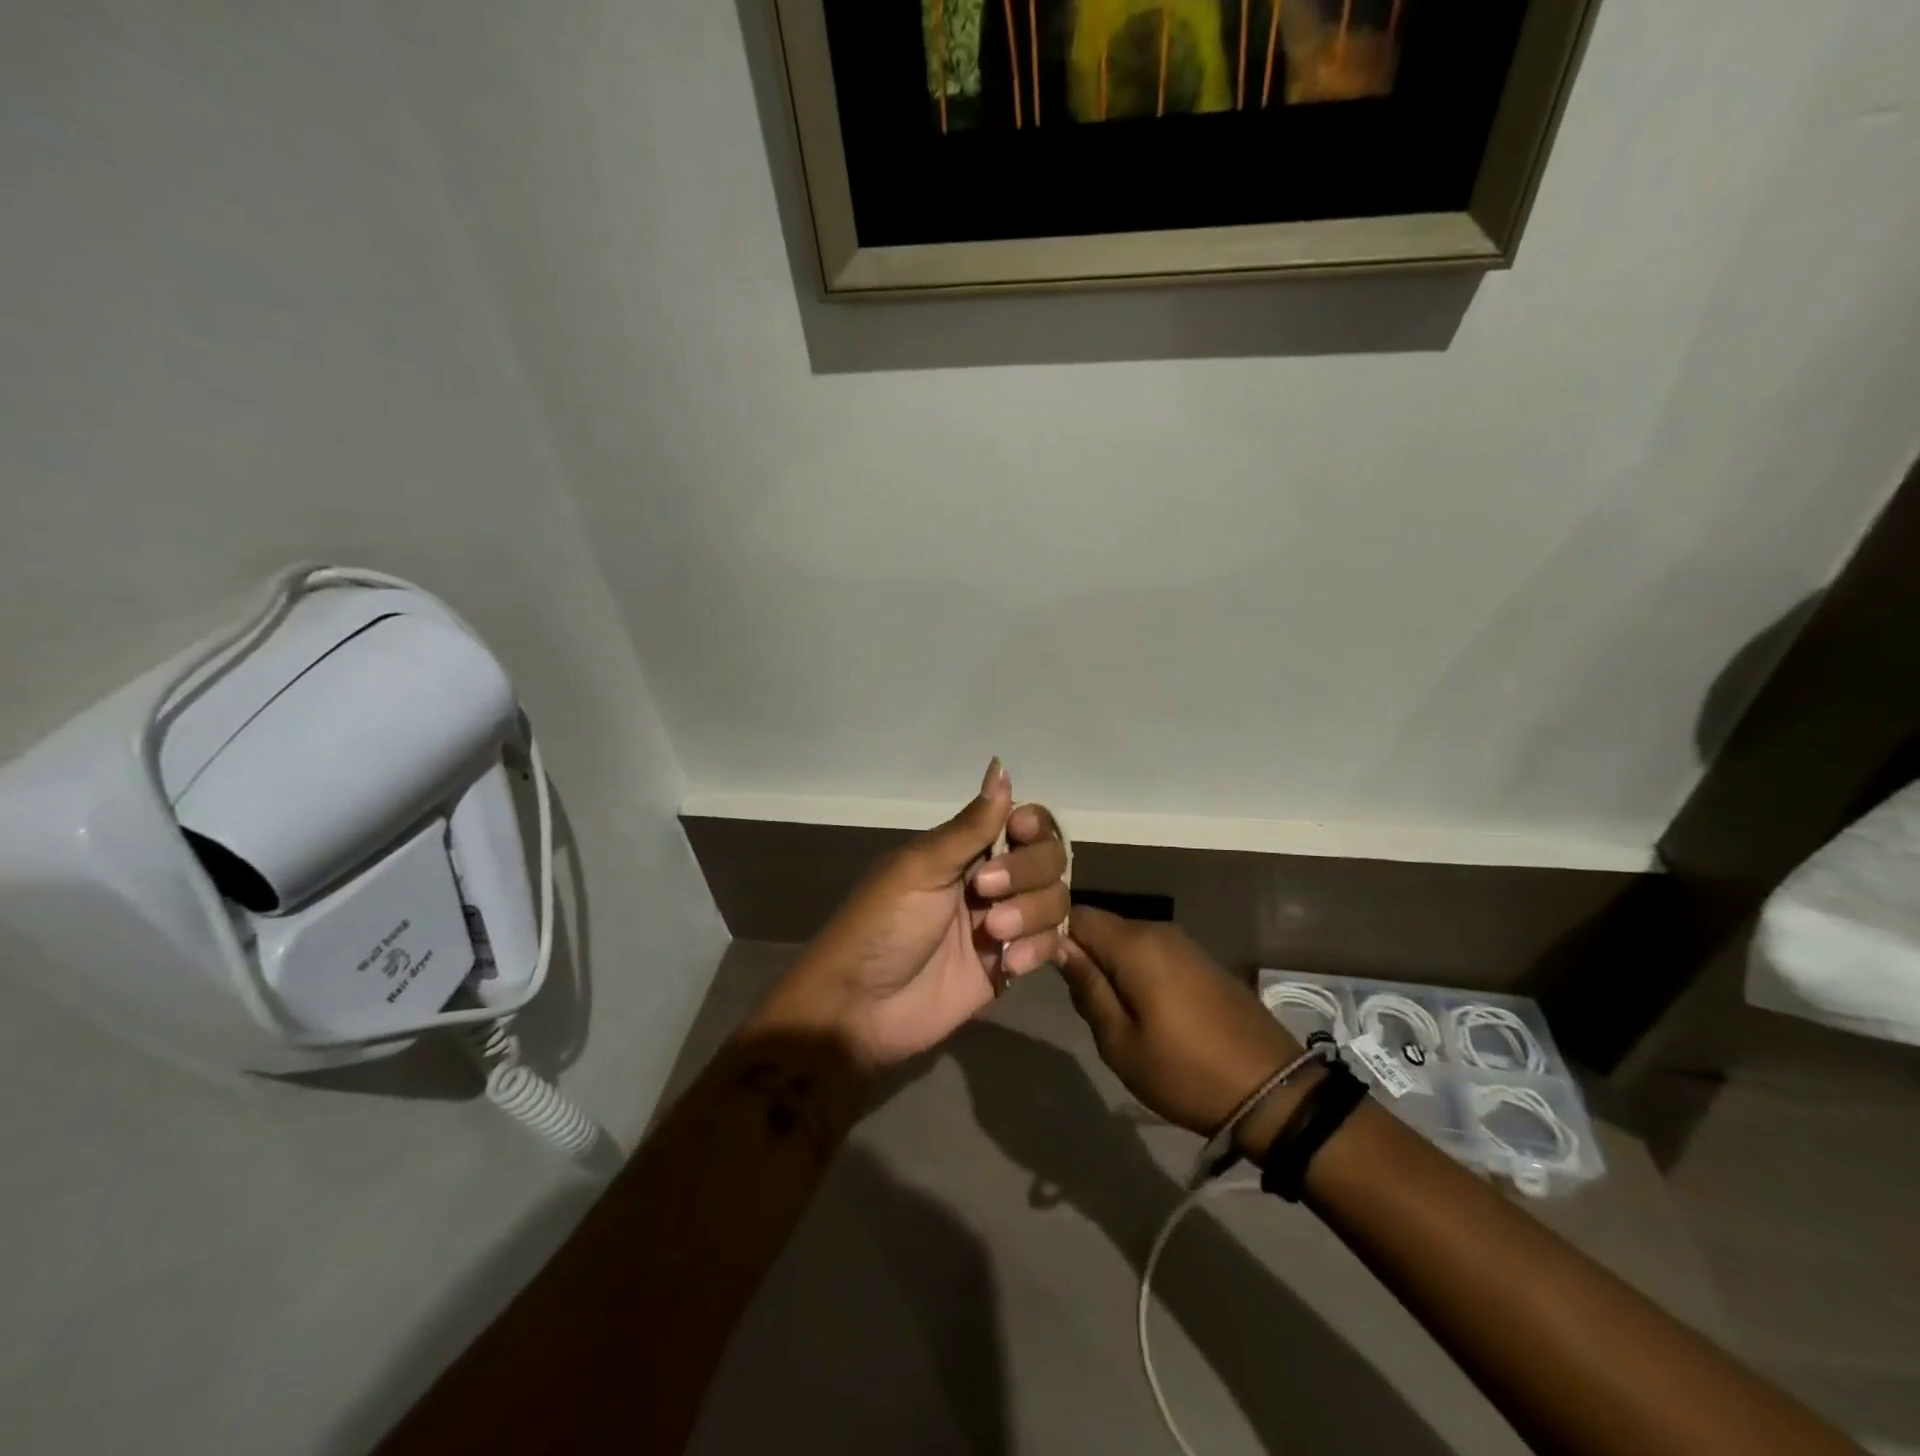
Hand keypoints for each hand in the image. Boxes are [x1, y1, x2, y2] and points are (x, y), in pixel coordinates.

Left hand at [758, 760, 1070, 1070]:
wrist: (861, 1008)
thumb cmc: (881, 926)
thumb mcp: (921, 868)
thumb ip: (970, 826)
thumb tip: (1001, 766)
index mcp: (965, 849)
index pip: (1025, 822)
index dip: (1033, 827)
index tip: (1018, 834)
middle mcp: (991, 880)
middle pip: (1049, 859)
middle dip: (1028, 873)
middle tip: (985, 893)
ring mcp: (1003, 924)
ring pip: (1055, 900)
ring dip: (1032, 914)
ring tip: (993, 935)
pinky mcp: (1010, 965)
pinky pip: (1050, 945)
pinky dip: (1037, 950)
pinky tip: (1006, 965)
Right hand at [1058, 907, 1304, 1147]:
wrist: (1273, 1092)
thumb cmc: (1185, 1071)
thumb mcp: (1120, 1041)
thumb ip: (1087, 988)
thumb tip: (1059, 947)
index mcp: (1135, 944)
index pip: (1076, 914)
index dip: (1051, 932)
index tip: (1036, 962)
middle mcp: (1159, 930)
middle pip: (1102, 926)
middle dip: (1081, 952)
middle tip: (1074, 997)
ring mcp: (1184, 944)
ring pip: (1127, 940)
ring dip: (1109, 964)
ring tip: (1104, 1008)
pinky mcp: (1201, 961)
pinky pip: (1152, 952)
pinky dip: (1135, 969)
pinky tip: (1138, 1005)